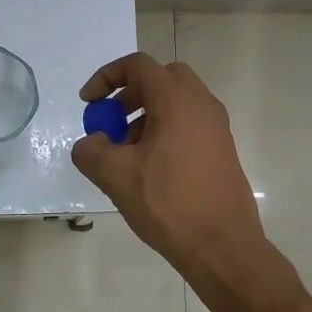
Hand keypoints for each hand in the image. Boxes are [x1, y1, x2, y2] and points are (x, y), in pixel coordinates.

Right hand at [71, 52, 266, 274]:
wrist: (223, 245)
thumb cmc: (168, 203)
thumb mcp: (116, 176)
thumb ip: (91, 151)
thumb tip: (91, 143)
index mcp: (176, 100)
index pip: (137, 65)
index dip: (106, 78)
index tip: (88, 104)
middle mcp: (201, 104)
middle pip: (161, 78)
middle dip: (129, 94)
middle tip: (111, 122)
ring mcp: (217, 127)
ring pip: (176, 102)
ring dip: (146, 115)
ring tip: (126, 154)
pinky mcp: (223, 149)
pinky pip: (189, 124)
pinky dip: (165, 131)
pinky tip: (150, 170)